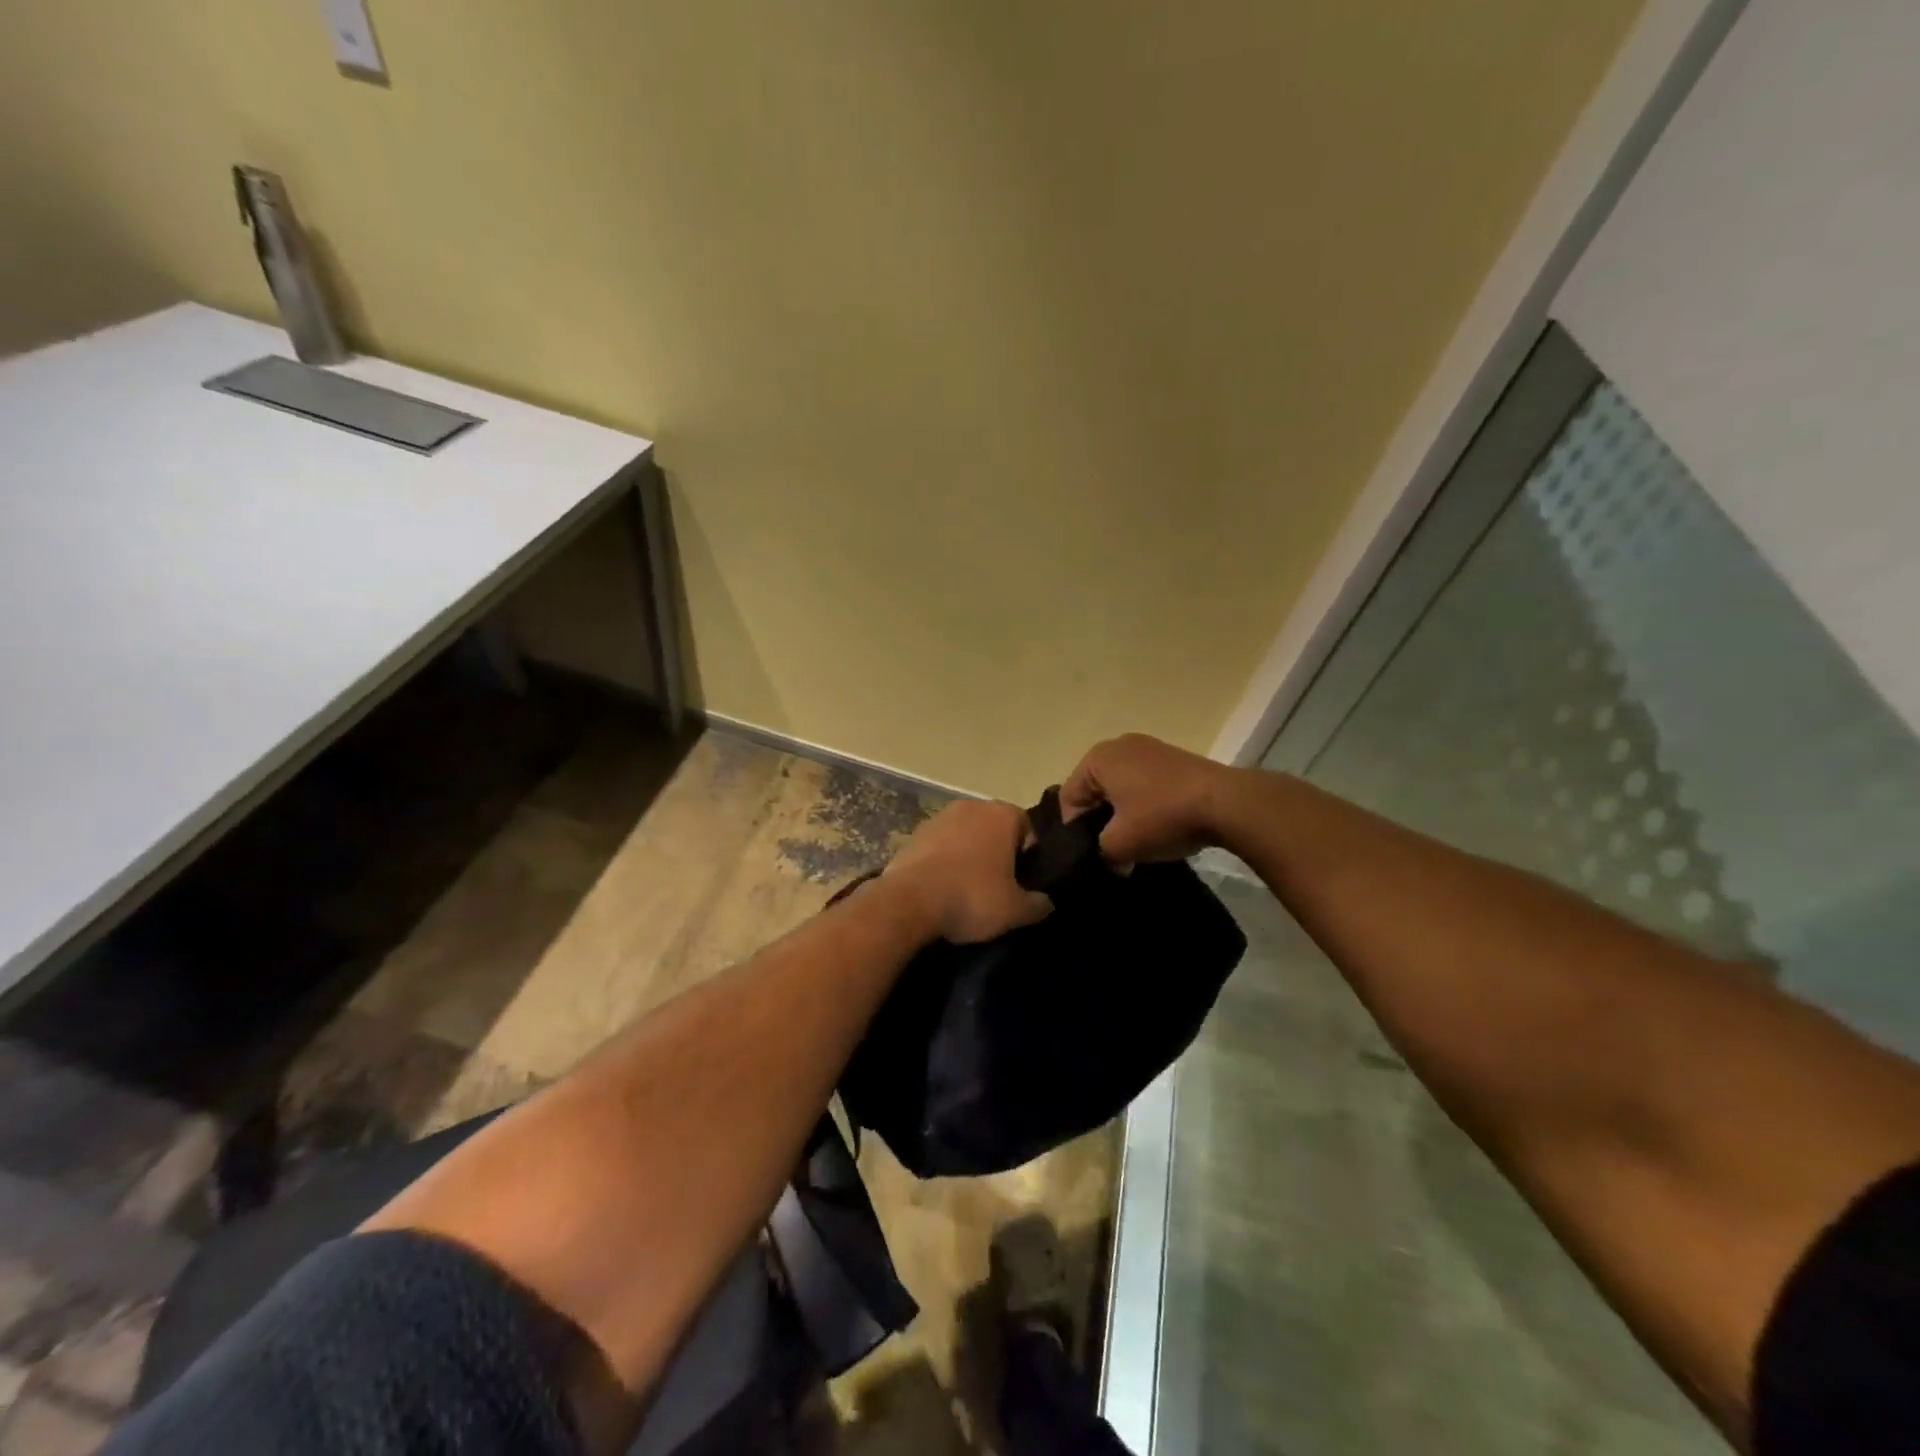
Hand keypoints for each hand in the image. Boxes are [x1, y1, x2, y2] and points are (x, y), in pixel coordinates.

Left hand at [884, 801, 1053, 943]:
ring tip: (967, 889)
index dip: (1028, 854)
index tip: (1022, 880)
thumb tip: (1046, 902)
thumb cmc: (972, 898)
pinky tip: (942, 887)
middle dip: (998, 852)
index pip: (1027, 827)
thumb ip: (1038, 904)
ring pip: (965, 835)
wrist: (908, 902)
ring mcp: (939, 817)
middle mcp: (971, 806)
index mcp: (1002, 815)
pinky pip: (940, 845)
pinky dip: (944, 860)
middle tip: (998, 885)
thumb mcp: (1015, 911)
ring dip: (969, 855)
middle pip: (994, 828)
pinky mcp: (914, 833)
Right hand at [1060, 733, 1236, 865]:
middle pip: (1095, 792)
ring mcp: (1149, 749)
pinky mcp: (1174, 759)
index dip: (1075, 832)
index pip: (1069, 800)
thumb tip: (1108, 859)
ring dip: (1123, 817)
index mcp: (1097, 758)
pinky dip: (1145, 807)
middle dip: (1100, 824)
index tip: (1091, 856)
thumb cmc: (1163, 817)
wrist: (1227, 803)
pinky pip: (1145, 785)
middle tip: (1113, 853)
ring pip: (1121, 790)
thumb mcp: (1120, 845)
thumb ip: (1099, 853)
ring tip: (1138, 844)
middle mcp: (1119, 745)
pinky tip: (1160, 828)